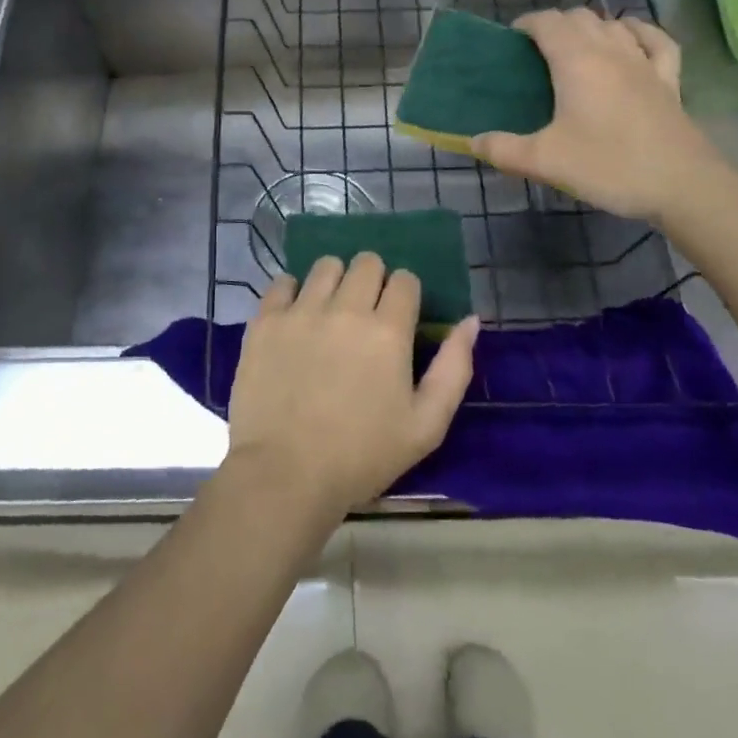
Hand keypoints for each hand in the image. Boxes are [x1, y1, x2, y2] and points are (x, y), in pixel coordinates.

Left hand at [227, 254, 478, 522]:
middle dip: (374, 280)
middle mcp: (346, 308)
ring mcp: (302, 311)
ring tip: (330, 311)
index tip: (399, 317)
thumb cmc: (362, 457)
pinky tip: (296, 316)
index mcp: (388, 331)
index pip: (405, 280)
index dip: (406, 294)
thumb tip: (471, 320)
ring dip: (335, 281)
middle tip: (366, 313)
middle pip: (367, 262)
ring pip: (326, 265)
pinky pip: (282, 282)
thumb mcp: (426, 426)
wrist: (285, 475)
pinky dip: (292, 292)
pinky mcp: (266, 320)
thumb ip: (454, 368)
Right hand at [472, 10, 726, 224]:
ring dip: (590, 27)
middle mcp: (610, 50)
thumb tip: (472, 141)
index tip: (510, 42)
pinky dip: (638, 33)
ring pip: (613, 25)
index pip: (547, 22)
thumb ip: (503, 149)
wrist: (682, 185)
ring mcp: (644, 62)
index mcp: (576, 61)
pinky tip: (630, 38)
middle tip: (536, 53)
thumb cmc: (609, 166)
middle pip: (579, 17)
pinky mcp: (669, 80)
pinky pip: (655, 41)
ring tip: (575, 48)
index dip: (526, 24)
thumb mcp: (545, 161)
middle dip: (555, 25)